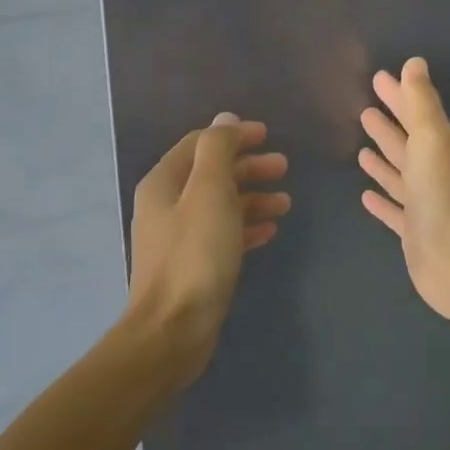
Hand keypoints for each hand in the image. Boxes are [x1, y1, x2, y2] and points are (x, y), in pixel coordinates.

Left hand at [128, 114, 289, 359]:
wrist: (173, 330)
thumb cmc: (195, 255)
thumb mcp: (210, 193)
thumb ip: (218, 150)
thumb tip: (226, 120)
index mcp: (164, 182)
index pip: (200, 145)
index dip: (234, 136)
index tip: (268, 135)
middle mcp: (167, 205)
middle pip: (211, 174)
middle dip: (248, 167)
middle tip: (284, 168)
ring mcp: (179, 237)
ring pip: (220, 205)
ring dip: (252, 198)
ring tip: (285, 203)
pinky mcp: (193, 265)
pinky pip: (223, 235)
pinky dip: (246, 227)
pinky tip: (270, 232)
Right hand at [359, 58, 449, 322]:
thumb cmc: (442, 193)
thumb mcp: (431, 138)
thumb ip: (422, 102)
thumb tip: (415, 63)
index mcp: (440, 148)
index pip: (415, 114)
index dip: (399, 96)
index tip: (378, 78)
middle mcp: (433, 173)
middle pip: (407, 143)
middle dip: (388, 125)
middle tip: (366, 109)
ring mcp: (423, 204)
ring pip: (399, 175)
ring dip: (383, 160)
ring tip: (361, 148)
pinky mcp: (413, 232)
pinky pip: (394, 209)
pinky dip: (382, 200)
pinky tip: (364, 194)